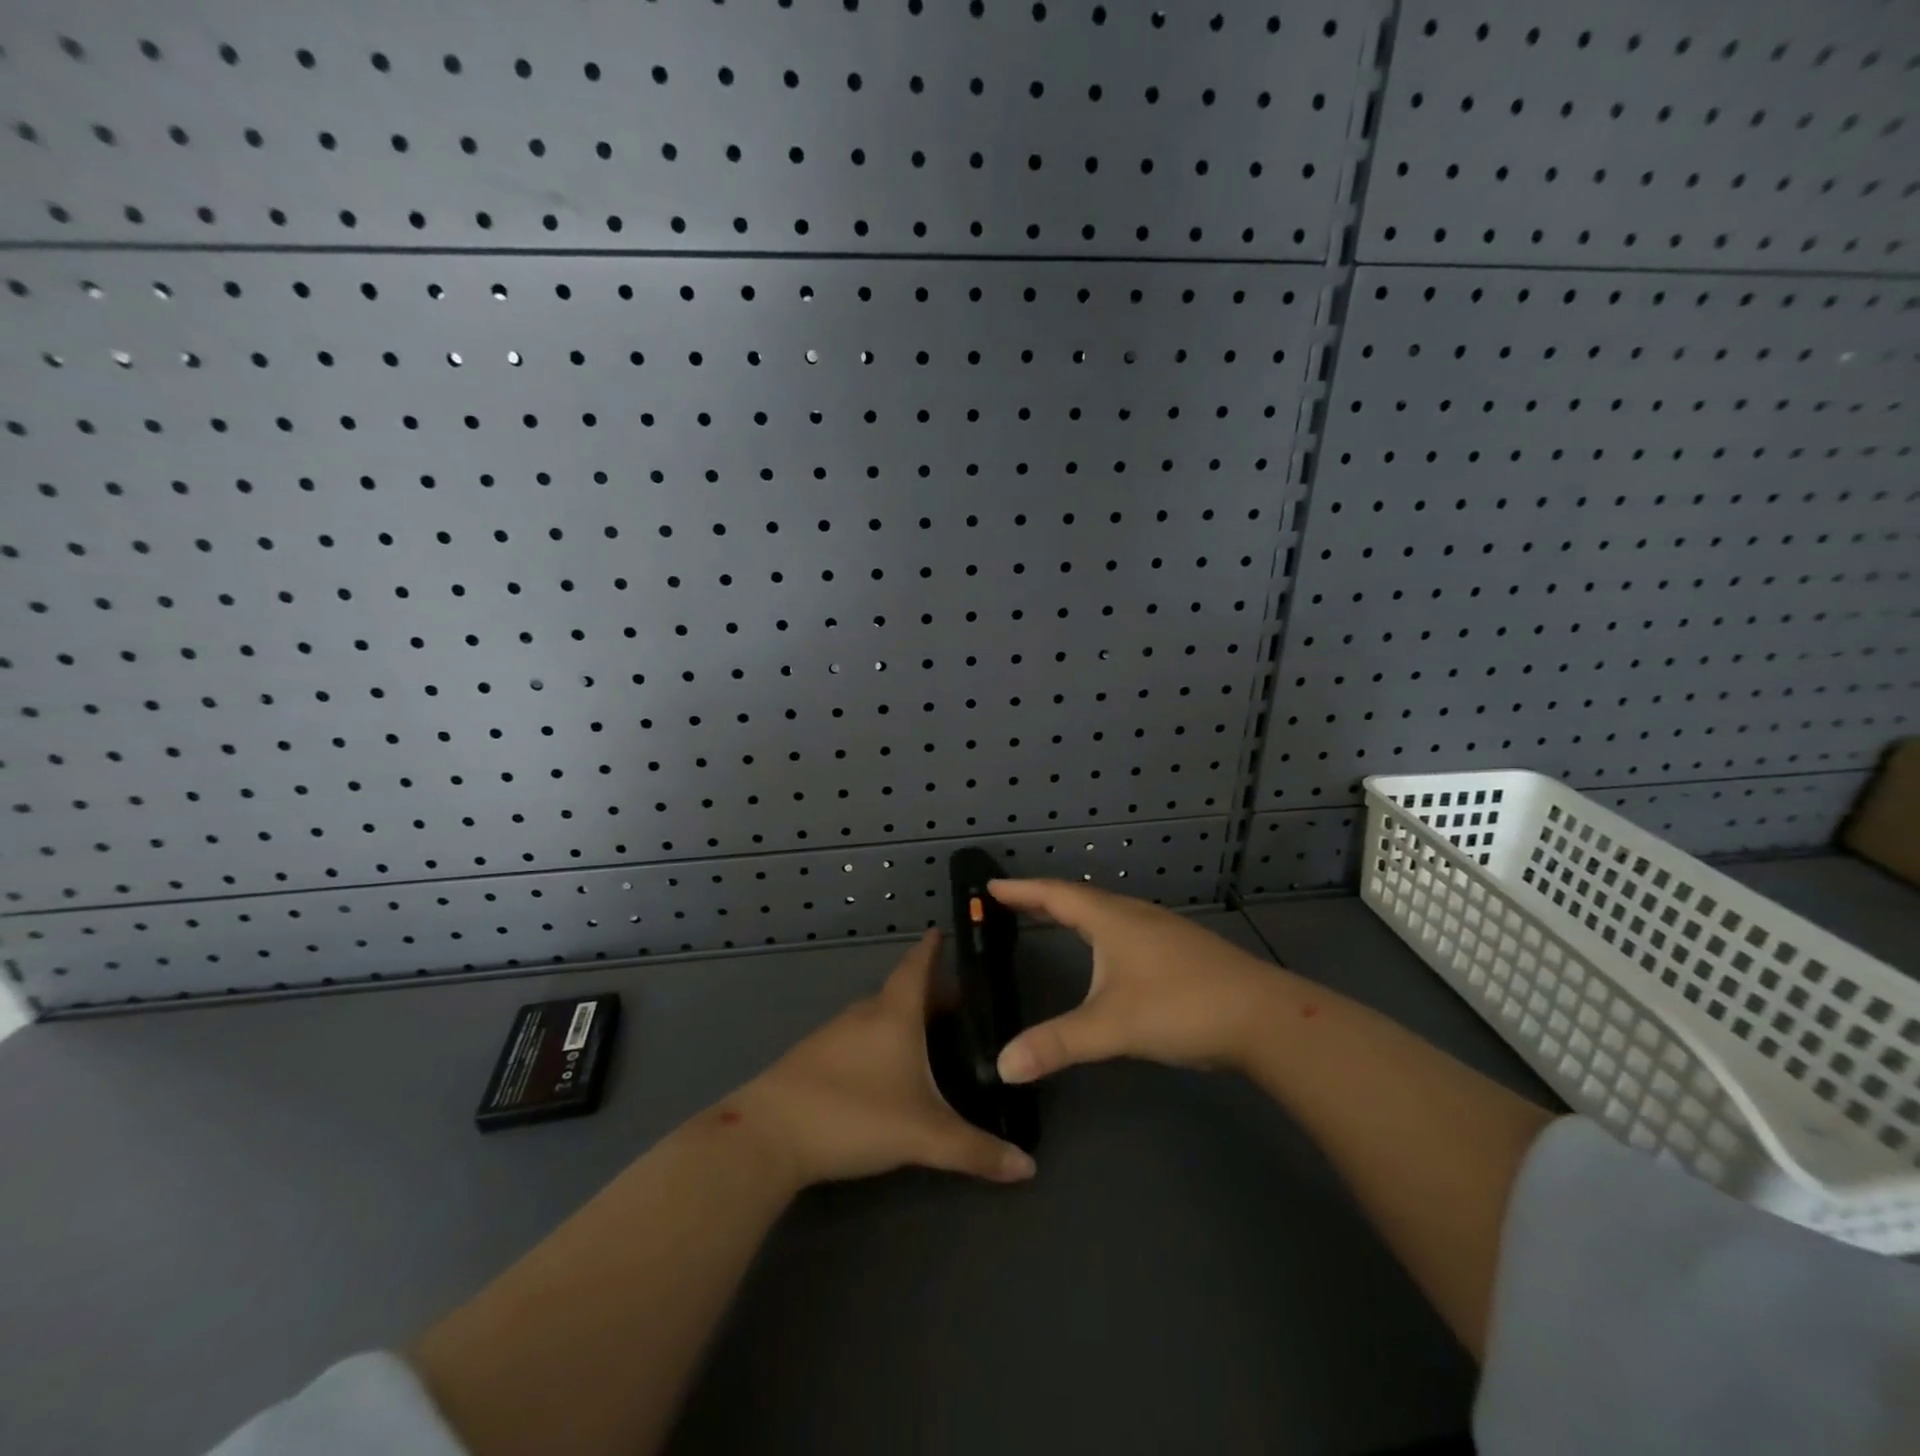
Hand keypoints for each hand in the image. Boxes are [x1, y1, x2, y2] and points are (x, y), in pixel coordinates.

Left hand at [729, 929, 1037, 1189]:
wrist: (769, 1135)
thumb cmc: (854, 1115)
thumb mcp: (924, 1136)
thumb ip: (976, 1151)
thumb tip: (1029, 1168)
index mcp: (894, 1012)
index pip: (918, 964)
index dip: (933, 947)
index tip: (946, 931)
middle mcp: (865, 1012)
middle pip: (904, 991)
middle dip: (932, 994)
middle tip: (964, 1007)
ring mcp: (835, 1033)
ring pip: (879, 1015)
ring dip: (905, 1019)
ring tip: (933, 1039)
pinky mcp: (814, 1057)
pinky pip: (859, 1036)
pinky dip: (881, 1040)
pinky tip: (888, 1070)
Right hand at [988, 879, 1284, 1083]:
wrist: (1263, 1017)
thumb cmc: (1180, 1006)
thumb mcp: (1111, 1026)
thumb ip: (1056, 1044)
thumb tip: (1003, 1066)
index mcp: (1112, 919)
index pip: (1055, 894)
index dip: (1021, 890)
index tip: (990, 886)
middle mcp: (1134, 915)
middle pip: (1079, 898)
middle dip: (1042, 899)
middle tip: (1010, 902)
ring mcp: (1162, 930)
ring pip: (1106, 912)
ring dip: (1073, 913)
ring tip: (1050, 920)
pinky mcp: (1180, 949)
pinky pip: (1125, 928)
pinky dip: (1099, 929)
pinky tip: (1105, 952)